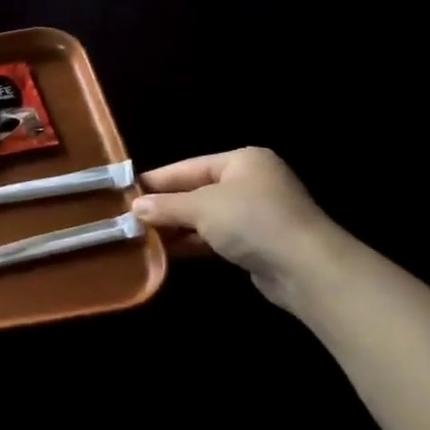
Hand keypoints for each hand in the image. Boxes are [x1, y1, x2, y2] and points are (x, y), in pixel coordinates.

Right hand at [131, 148, 345, 309]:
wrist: (306, 268)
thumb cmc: (252, 222)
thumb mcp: (201, 208)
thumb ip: (166, 206)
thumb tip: (134, 207)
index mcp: (241, 161)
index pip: (187, 167)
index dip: (156, 181)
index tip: (124, 192)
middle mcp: (250, 182)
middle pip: (195, 191)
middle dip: (164, 207)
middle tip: (128, 218)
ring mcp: (255, 213)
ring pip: (204, 217)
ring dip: (176, 228)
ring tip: (141, 237)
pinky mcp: (256, 242)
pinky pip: (215, 237)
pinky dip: (193, 242)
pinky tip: (167, 252)